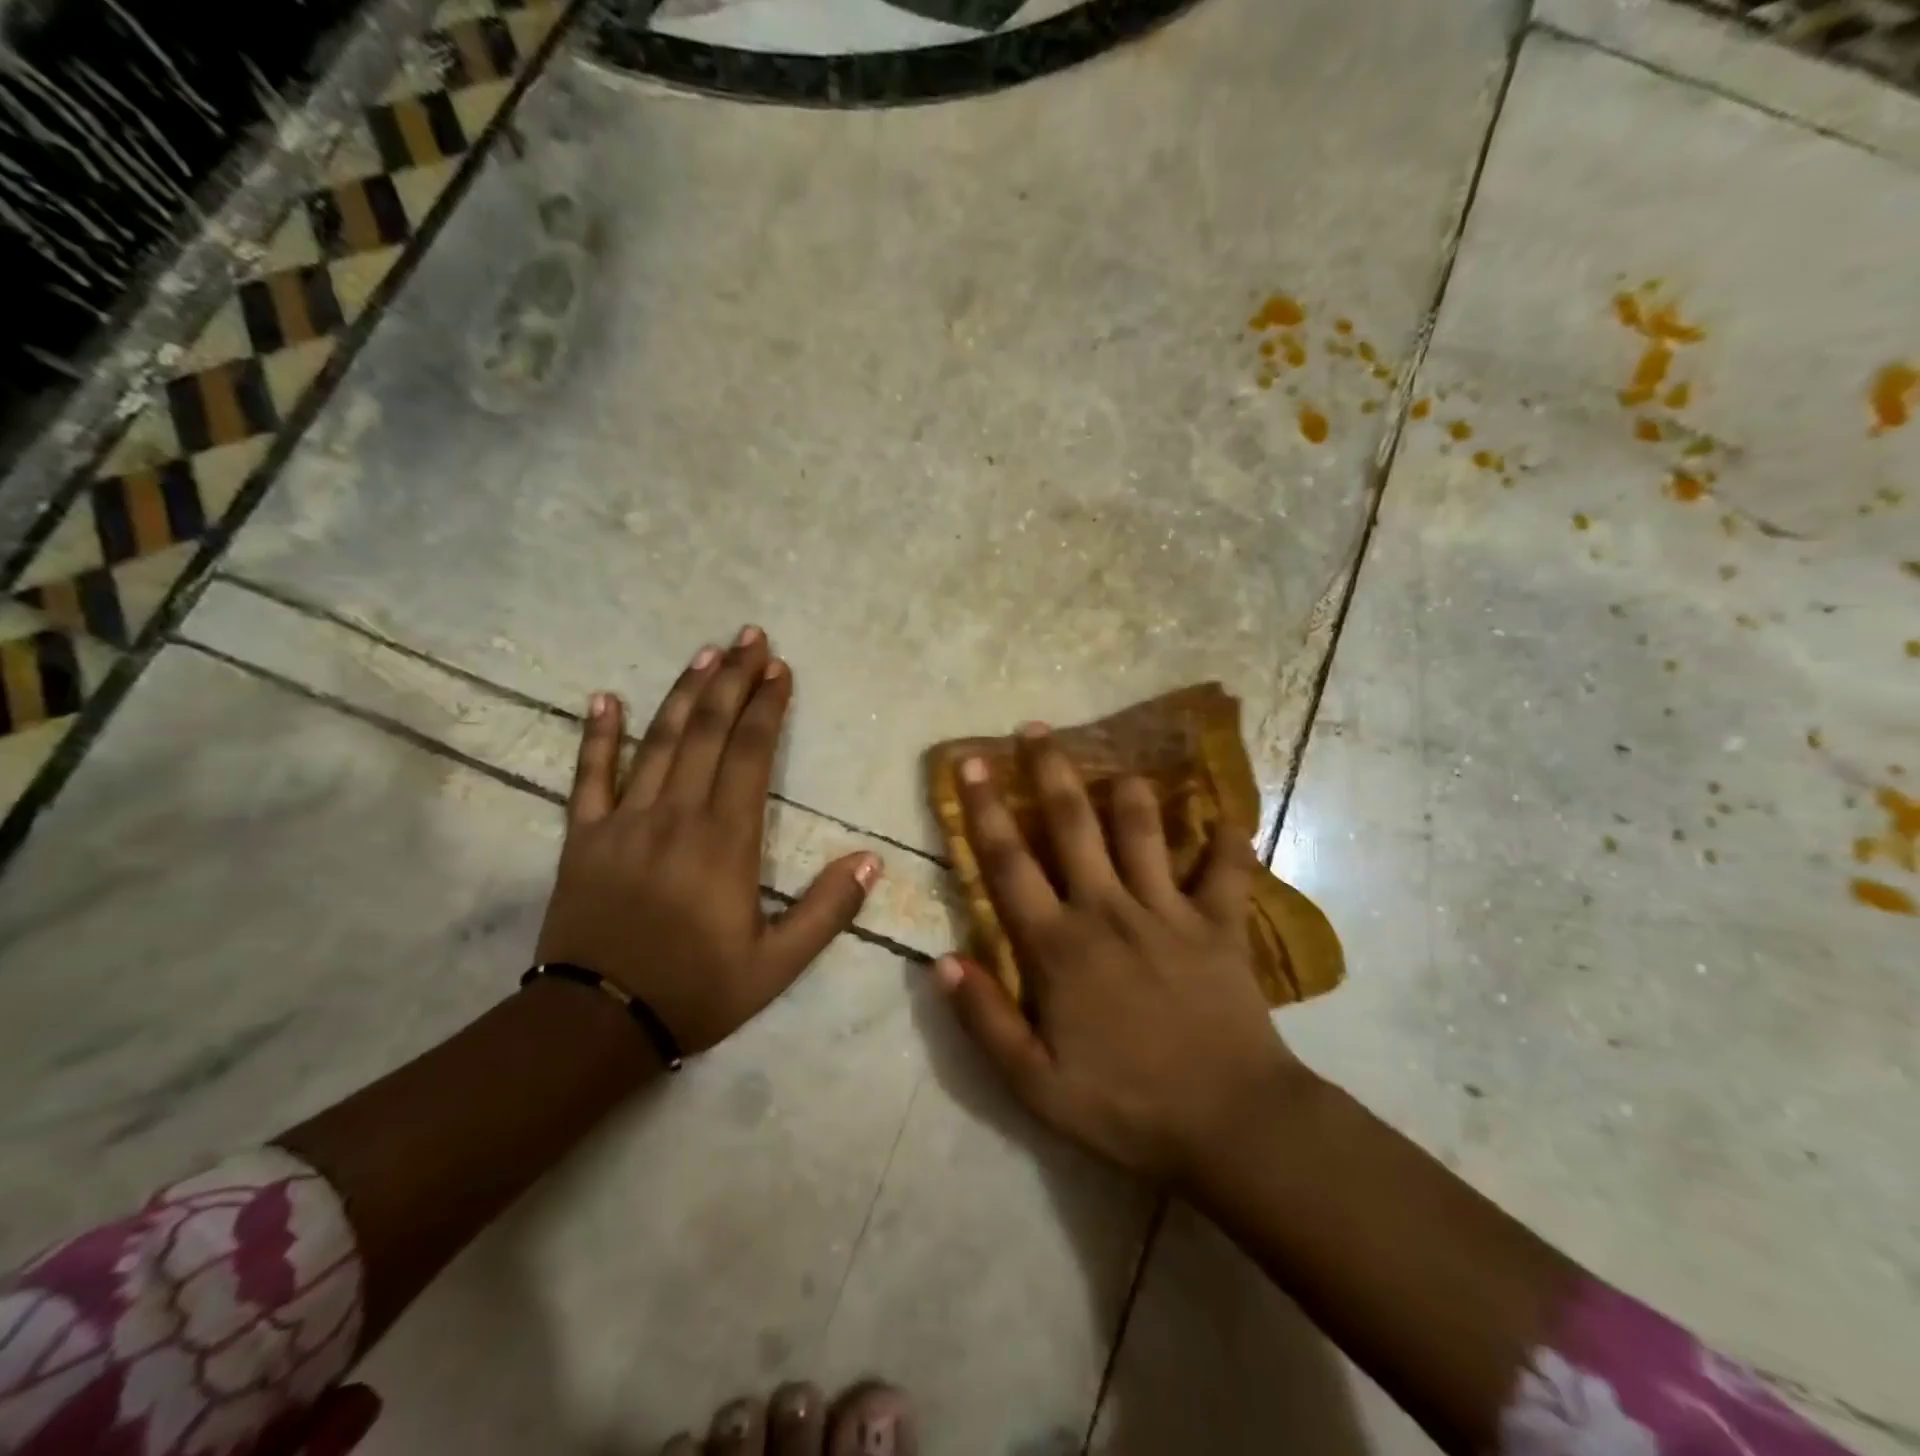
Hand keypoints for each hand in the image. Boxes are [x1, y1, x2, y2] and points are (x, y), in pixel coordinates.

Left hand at [536, 626, 880, 1053]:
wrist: (596, 1024)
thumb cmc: (695, 991)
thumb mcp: (777, 966)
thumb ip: (826, 911)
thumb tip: (871, 861)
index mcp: (725, 840)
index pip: (750, 754)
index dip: (766, 707)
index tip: (780, 669)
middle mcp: (675, 814)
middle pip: (707, 732)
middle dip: (732, 680)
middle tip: (749, 637)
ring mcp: (624, 821)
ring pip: (658, 741)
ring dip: (683, 692)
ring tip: (705, 652)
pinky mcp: (584, 837)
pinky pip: (588, 776)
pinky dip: (596, 735)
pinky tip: (604, 698)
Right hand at [936, 726, 1301, 1182]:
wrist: (1230, 1126)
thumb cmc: (1126, 1106)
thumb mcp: (1035, 1084)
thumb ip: (985, 1020)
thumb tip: (942, 961)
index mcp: (1059, 946)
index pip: (1009, 864)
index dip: (984, 810)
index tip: (971, 764)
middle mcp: (1109, 910)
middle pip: (1073, 825)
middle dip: (1050, 772)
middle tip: (1036, 729)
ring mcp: (1169, 912)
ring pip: (1144, 830)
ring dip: (1129, 792)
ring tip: (1119, 765)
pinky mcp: (1220, 925)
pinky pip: (1227, 870)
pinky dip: (1228, 841)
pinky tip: (1227, 818)